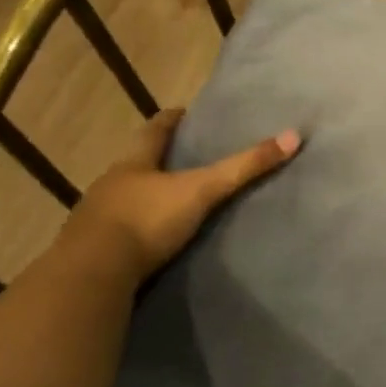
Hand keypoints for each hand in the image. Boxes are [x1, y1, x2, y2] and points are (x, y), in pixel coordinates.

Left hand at [62, 108, 300, 280]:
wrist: (92, 274)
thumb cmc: (147, 220)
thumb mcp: (202, 190)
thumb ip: (244, 168)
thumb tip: (292, 136)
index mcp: (134, 163)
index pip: (154, 130)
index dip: (170, 120)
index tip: (183, 112)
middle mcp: (111, 183)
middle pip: (137, 163)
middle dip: (158, 159)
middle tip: (184, 157)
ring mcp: (96, 217)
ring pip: (125, 197)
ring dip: (145, 196)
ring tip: (170, 199)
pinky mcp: (93, 249)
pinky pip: (118, 231)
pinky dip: (134, 229)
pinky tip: (148, 239)